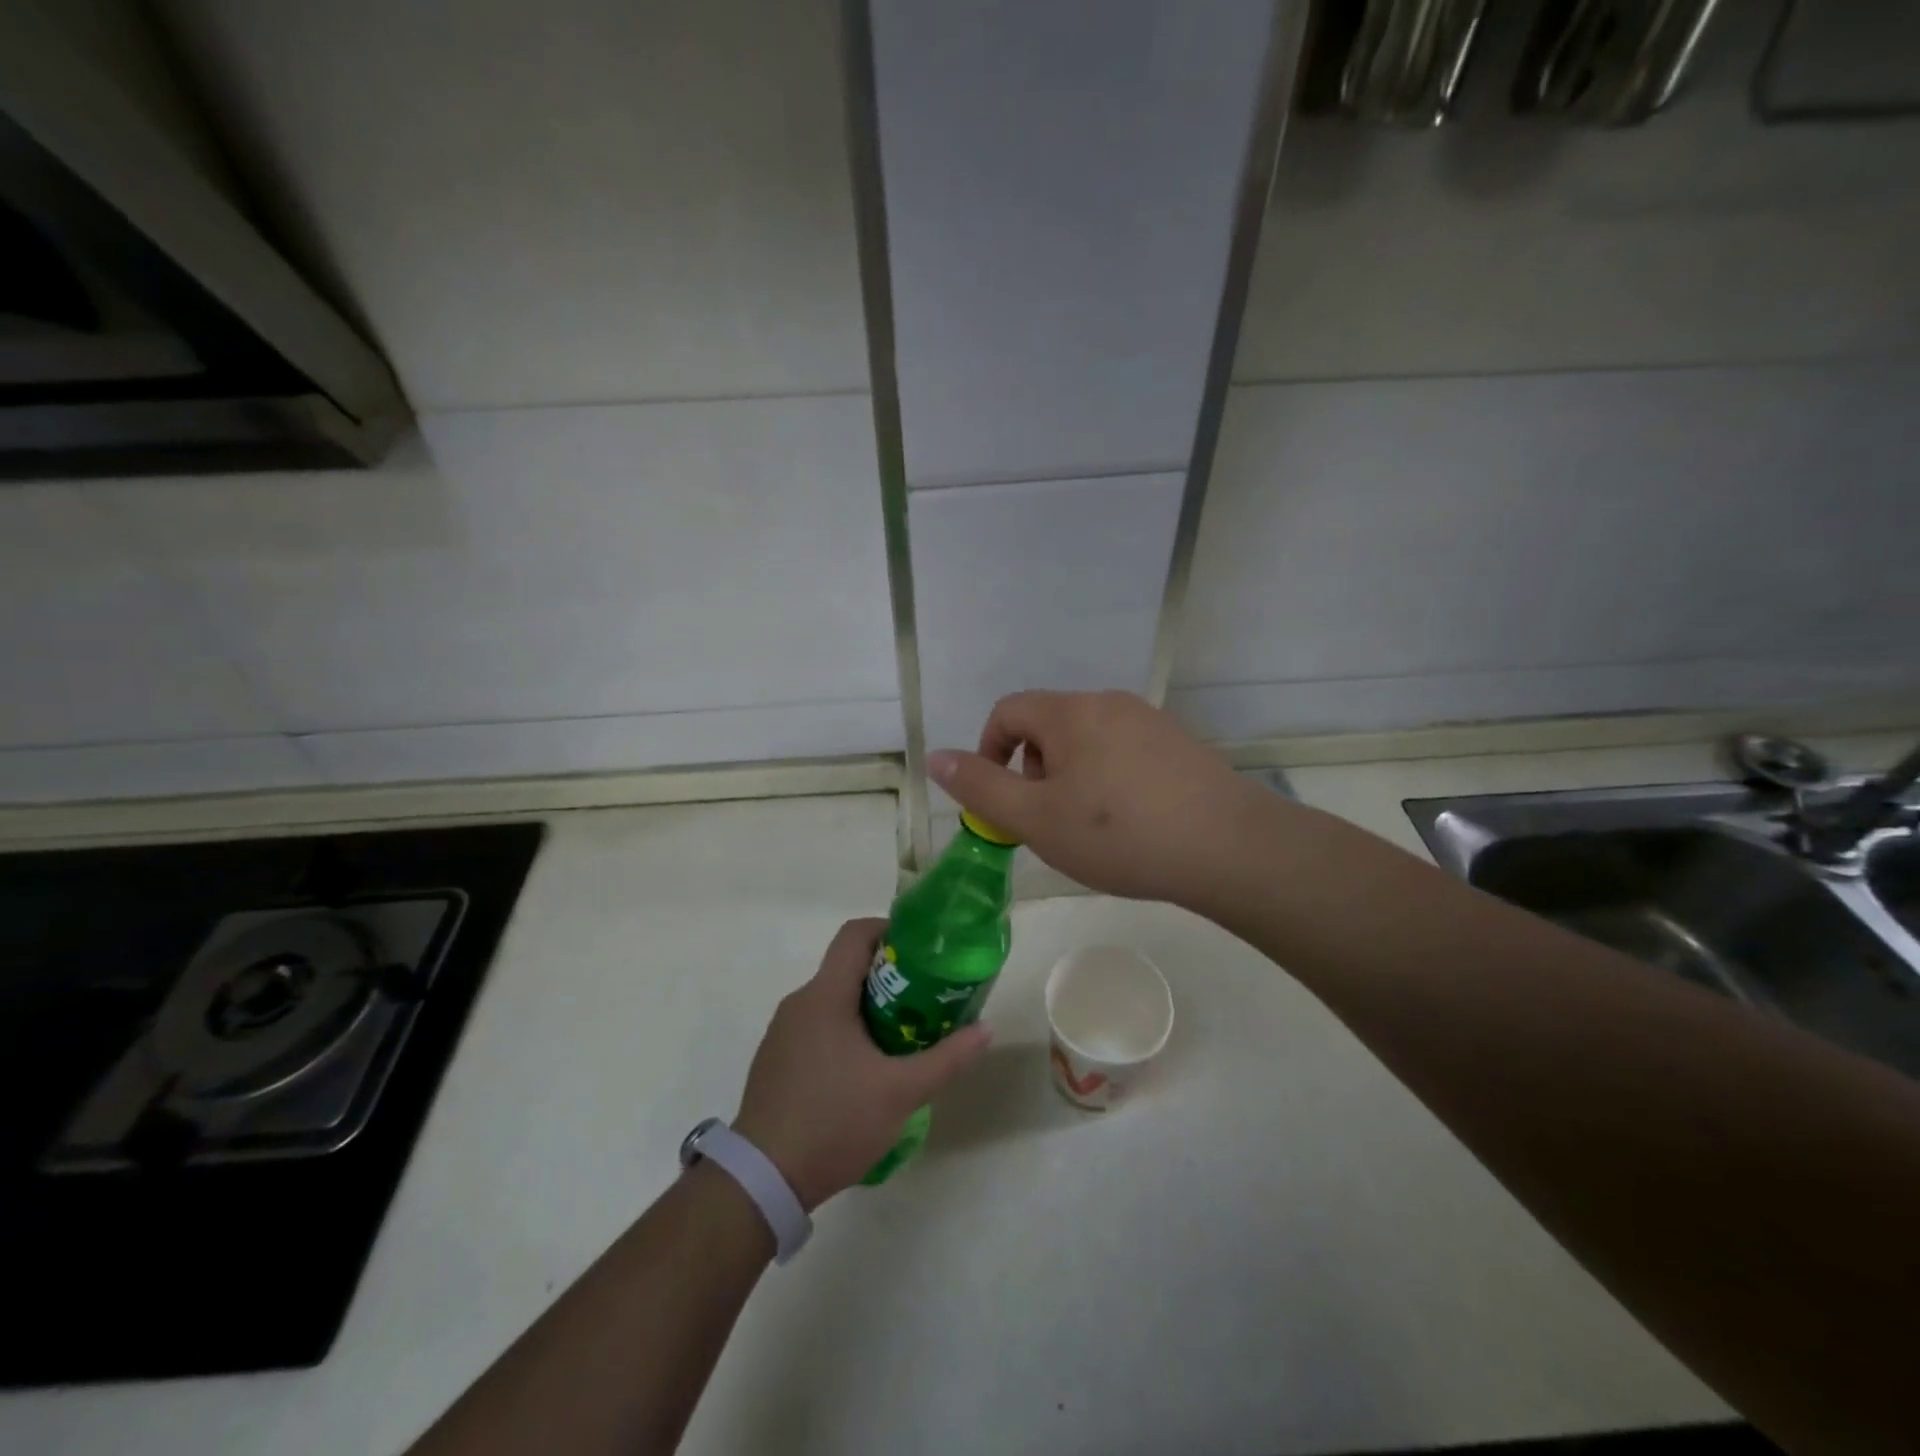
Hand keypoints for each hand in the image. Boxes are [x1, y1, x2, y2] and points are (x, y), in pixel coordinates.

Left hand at [732, 918, 990, 1211]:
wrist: (762, 1181)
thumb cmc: (834, 1121)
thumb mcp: (901, 1092)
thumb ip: (946, 1059)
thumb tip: (985, 1030)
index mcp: (824, 995)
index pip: (856, 934)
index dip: (890, 930)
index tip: (922, 951)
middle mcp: (799, 1003)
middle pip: (847, 968)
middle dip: (889, 977)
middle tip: (925, 1000)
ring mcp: (782, 1033)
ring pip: (832, 1001)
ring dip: (868, 1008)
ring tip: (902, 1037)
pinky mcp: (775, 1061)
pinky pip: (816, 1028)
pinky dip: (845, 1033)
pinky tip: (864, 1071)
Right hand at [927, 690, 1257, 906]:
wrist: (1228, 848)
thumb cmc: (1119, 834)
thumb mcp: (1036, 818)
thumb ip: (981, 787)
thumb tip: (935, 757)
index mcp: (1070, 713)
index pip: (1008, 712)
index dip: (989, 752)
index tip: (999, 800)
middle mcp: (1109, 704)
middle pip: (1047, 725)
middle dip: (1032, 769)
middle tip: (1045, 820)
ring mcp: (1150, 721)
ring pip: (1087, 740)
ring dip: (1069, 777)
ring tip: (1086, 826)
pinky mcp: (1179, 745)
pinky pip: (1123, 752)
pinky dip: (1107, 779)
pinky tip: (1128, 823)